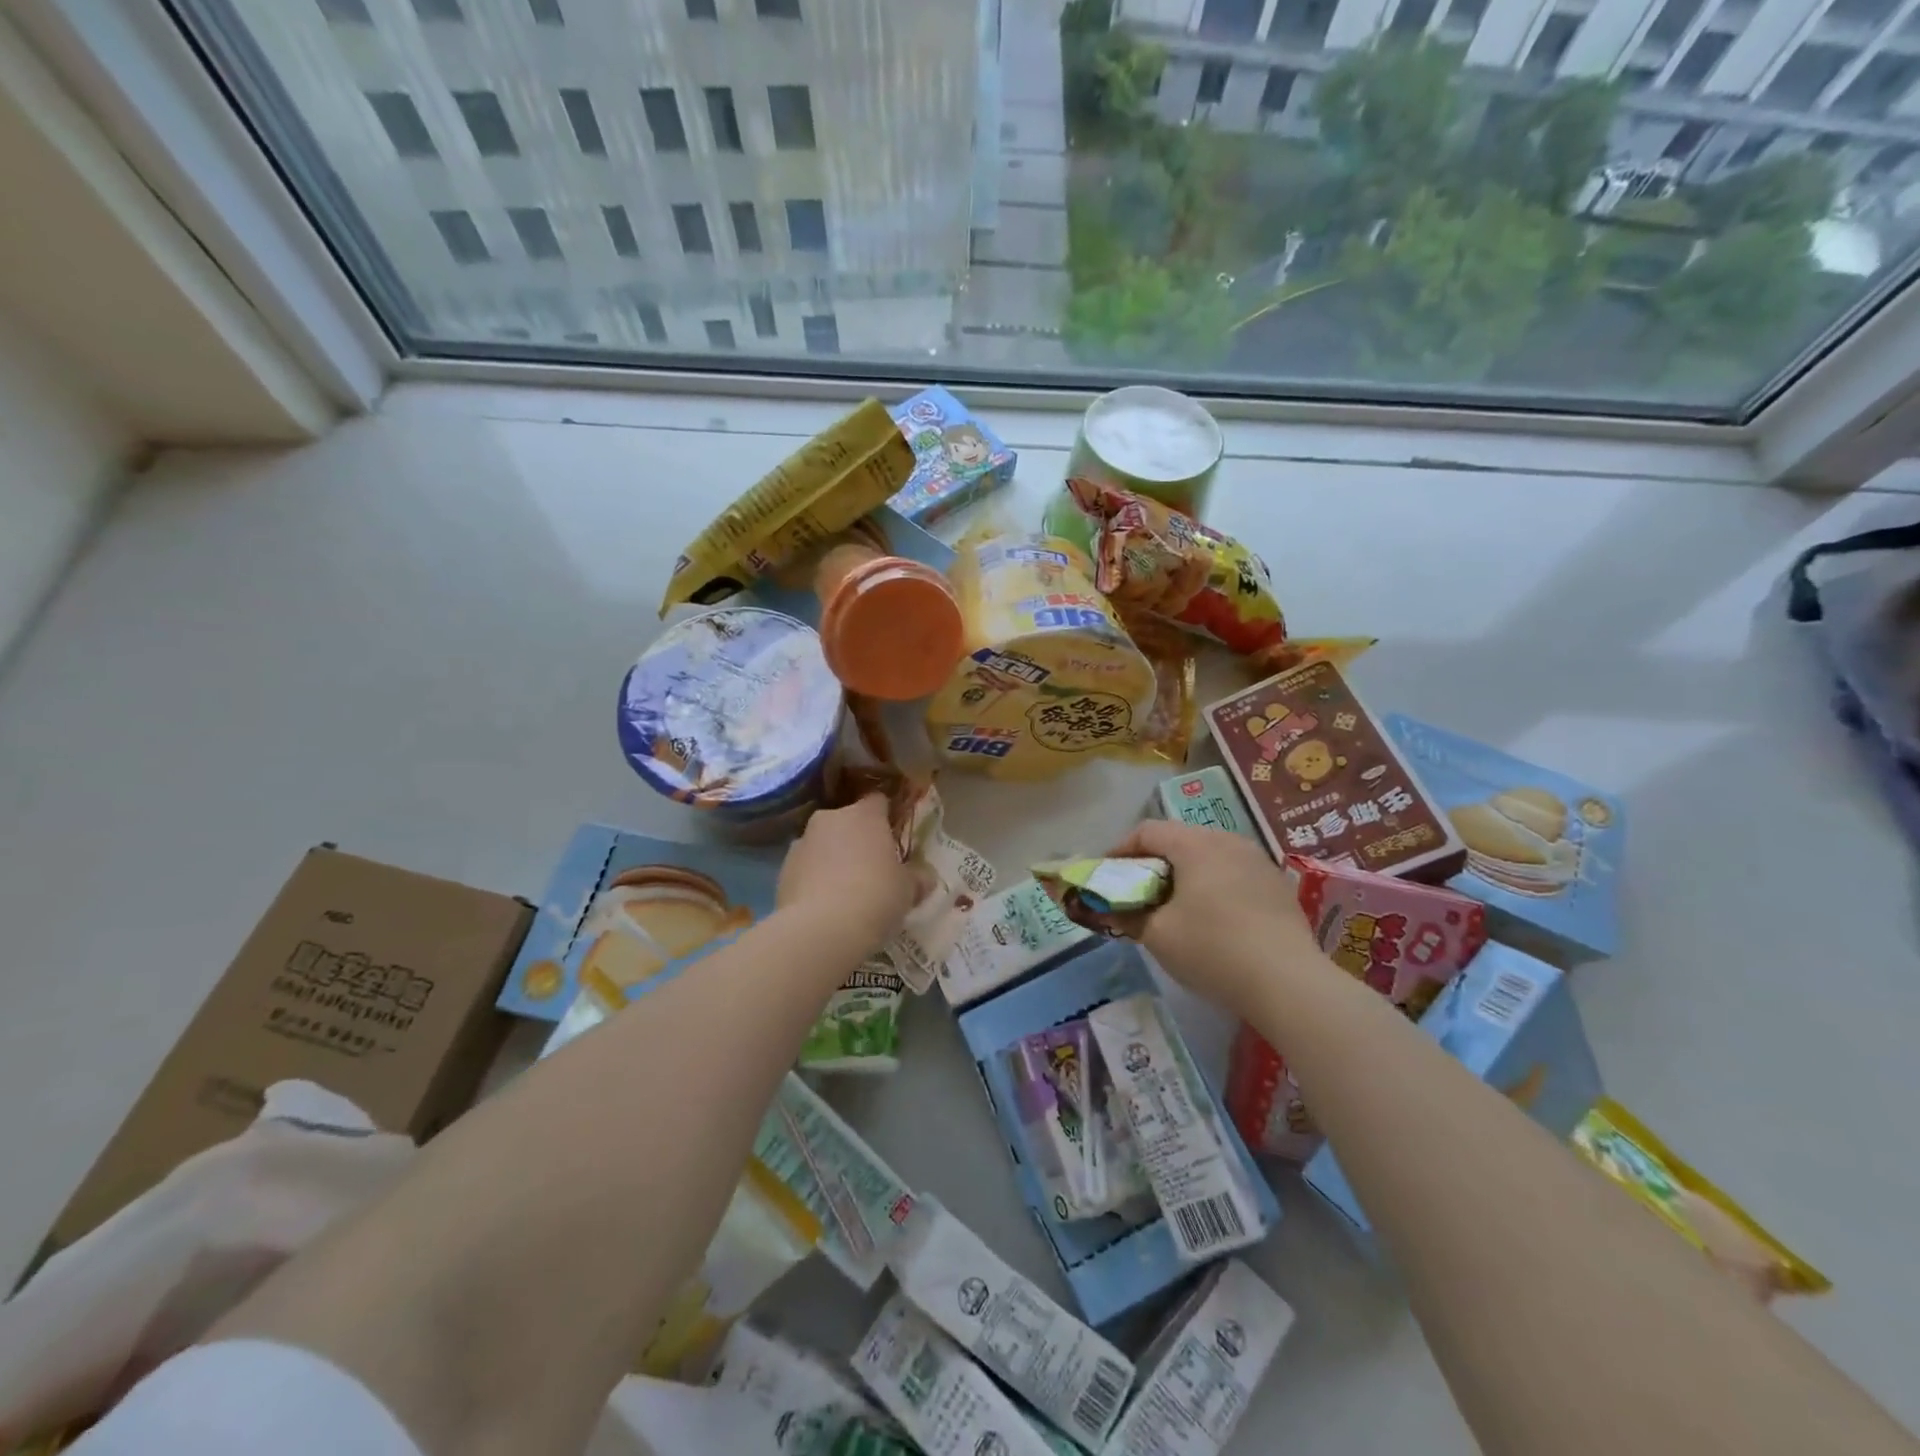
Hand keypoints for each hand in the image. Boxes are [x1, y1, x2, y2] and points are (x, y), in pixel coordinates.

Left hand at [779, 794, 919, 946]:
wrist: (820, 930)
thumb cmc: (875, 897)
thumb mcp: (908, 890)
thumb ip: (917, 878)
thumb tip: (925, 876)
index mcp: (864, 815)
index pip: (878, 801)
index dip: (887, 816)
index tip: (894, 838)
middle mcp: (830, 819)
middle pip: (848, 821)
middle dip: (858, 839)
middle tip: (873, 869)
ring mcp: (802, 843)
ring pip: (823, 844)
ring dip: (834, 859)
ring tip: (846, 892)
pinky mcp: (782, 870)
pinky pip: (806, 868)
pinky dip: (814, 879)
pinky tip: (825, 906)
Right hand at [1107, 819, 1321, 1016]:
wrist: (1289, 982)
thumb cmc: (1212, 949)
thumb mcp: (1158, 935)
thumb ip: (1128, 916)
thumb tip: (1109, 911)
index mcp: (1195, 844)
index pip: (1147, 831)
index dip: (1120, 849)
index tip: (1106, 874)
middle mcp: (1228, 841)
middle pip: (1179, 839)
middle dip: (1152, 861)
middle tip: (1136, 890)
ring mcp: (1258, 861)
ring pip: (1209, 855)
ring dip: (1184, 873)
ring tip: (1172, 904)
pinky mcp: (1277, 885)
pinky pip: (1232, 873)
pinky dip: (1212, 885)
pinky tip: (1210, 916)